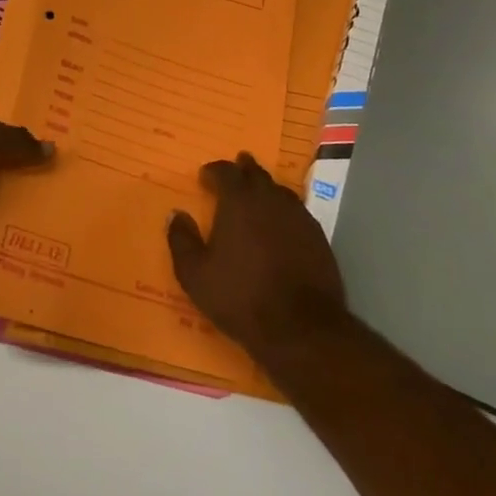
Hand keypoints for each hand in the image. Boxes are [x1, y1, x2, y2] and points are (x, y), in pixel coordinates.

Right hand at [167, 152, 349, 356]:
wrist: (301, 327)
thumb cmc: (240, 296)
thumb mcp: (195, 274)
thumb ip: (182, 240)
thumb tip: (177, 214)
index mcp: (238, 201)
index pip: (225, 171)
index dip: (214, 171)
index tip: (205, 176)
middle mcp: (270, 199)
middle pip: (257, 173)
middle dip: (244, 169)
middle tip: (236, 168)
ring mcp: (299, 217)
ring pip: (280, 191)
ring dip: (266, 188)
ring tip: (258, 194)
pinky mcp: (319, 238)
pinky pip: (298, 212)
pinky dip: (285, 211)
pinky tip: (281, 225)